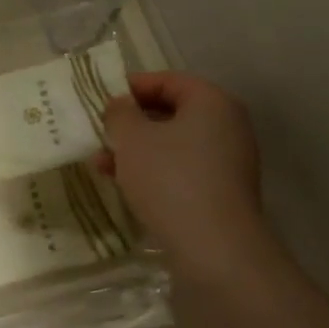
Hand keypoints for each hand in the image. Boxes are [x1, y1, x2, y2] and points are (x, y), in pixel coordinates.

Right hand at [97, 72, 266, 274]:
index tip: (101, 100)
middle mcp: (227, 126)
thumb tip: (121, 105)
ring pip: (173, 144)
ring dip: (137, 150)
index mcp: (212, 102)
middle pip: (172, 112)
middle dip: (132, 122)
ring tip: (102, 164)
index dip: (132, 86)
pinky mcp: (221, 191)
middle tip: (100, 132)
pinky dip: (154, 170)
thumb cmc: (170, 179)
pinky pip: (182, 169)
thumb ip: (120, 113)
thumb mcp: (132, 139)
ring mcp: (228, 161)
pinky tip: (125, 185)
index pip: (168, 80)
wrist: (214, 247)